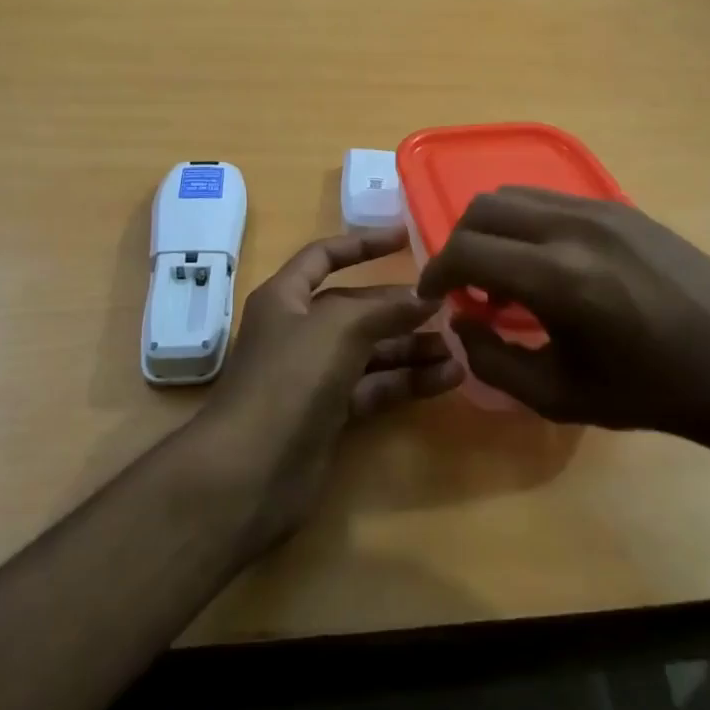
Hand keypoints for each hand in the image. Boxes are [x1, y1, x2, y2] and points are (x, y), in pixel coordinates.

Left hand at [198, 226, 462, 544]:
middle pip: (356, 309)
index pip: (325, 256)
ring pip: (371, 351)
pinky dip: (407, 381)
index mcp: (286, 298)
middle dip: (400, 308)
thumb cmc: (289, 379)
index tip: (406, 237)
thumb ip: (384, 308)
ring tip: (459, 348)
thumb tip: (425, 296)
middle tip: (449, 308)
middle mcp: (299, 331)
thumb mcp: (338, 328)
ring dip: (412, 348)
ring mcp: (314, 375)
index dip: (362, 244)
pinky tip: (448, 379)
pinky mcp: (330, 414)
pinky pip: (375, 387)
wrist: (250, 473)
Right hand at [416, 188, 709, 459]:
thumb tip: (461, 322)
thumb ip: (492, 361)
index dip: (435, 272)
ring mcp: (601, 208)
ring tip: (507, 276)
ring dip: (493, 230)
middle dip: (460, 245)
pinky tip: (549, 265)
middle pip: (483, 209)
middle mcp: (572, 227)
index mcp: (556, 277)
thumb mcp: (558, 396)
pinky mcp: (622, 206)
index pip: (466, 250)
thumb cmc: (648, 392)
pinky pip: (552, 199)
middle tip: (467, 288)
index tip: (432, 297)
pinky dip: (527, 224)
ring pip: (516, 195)